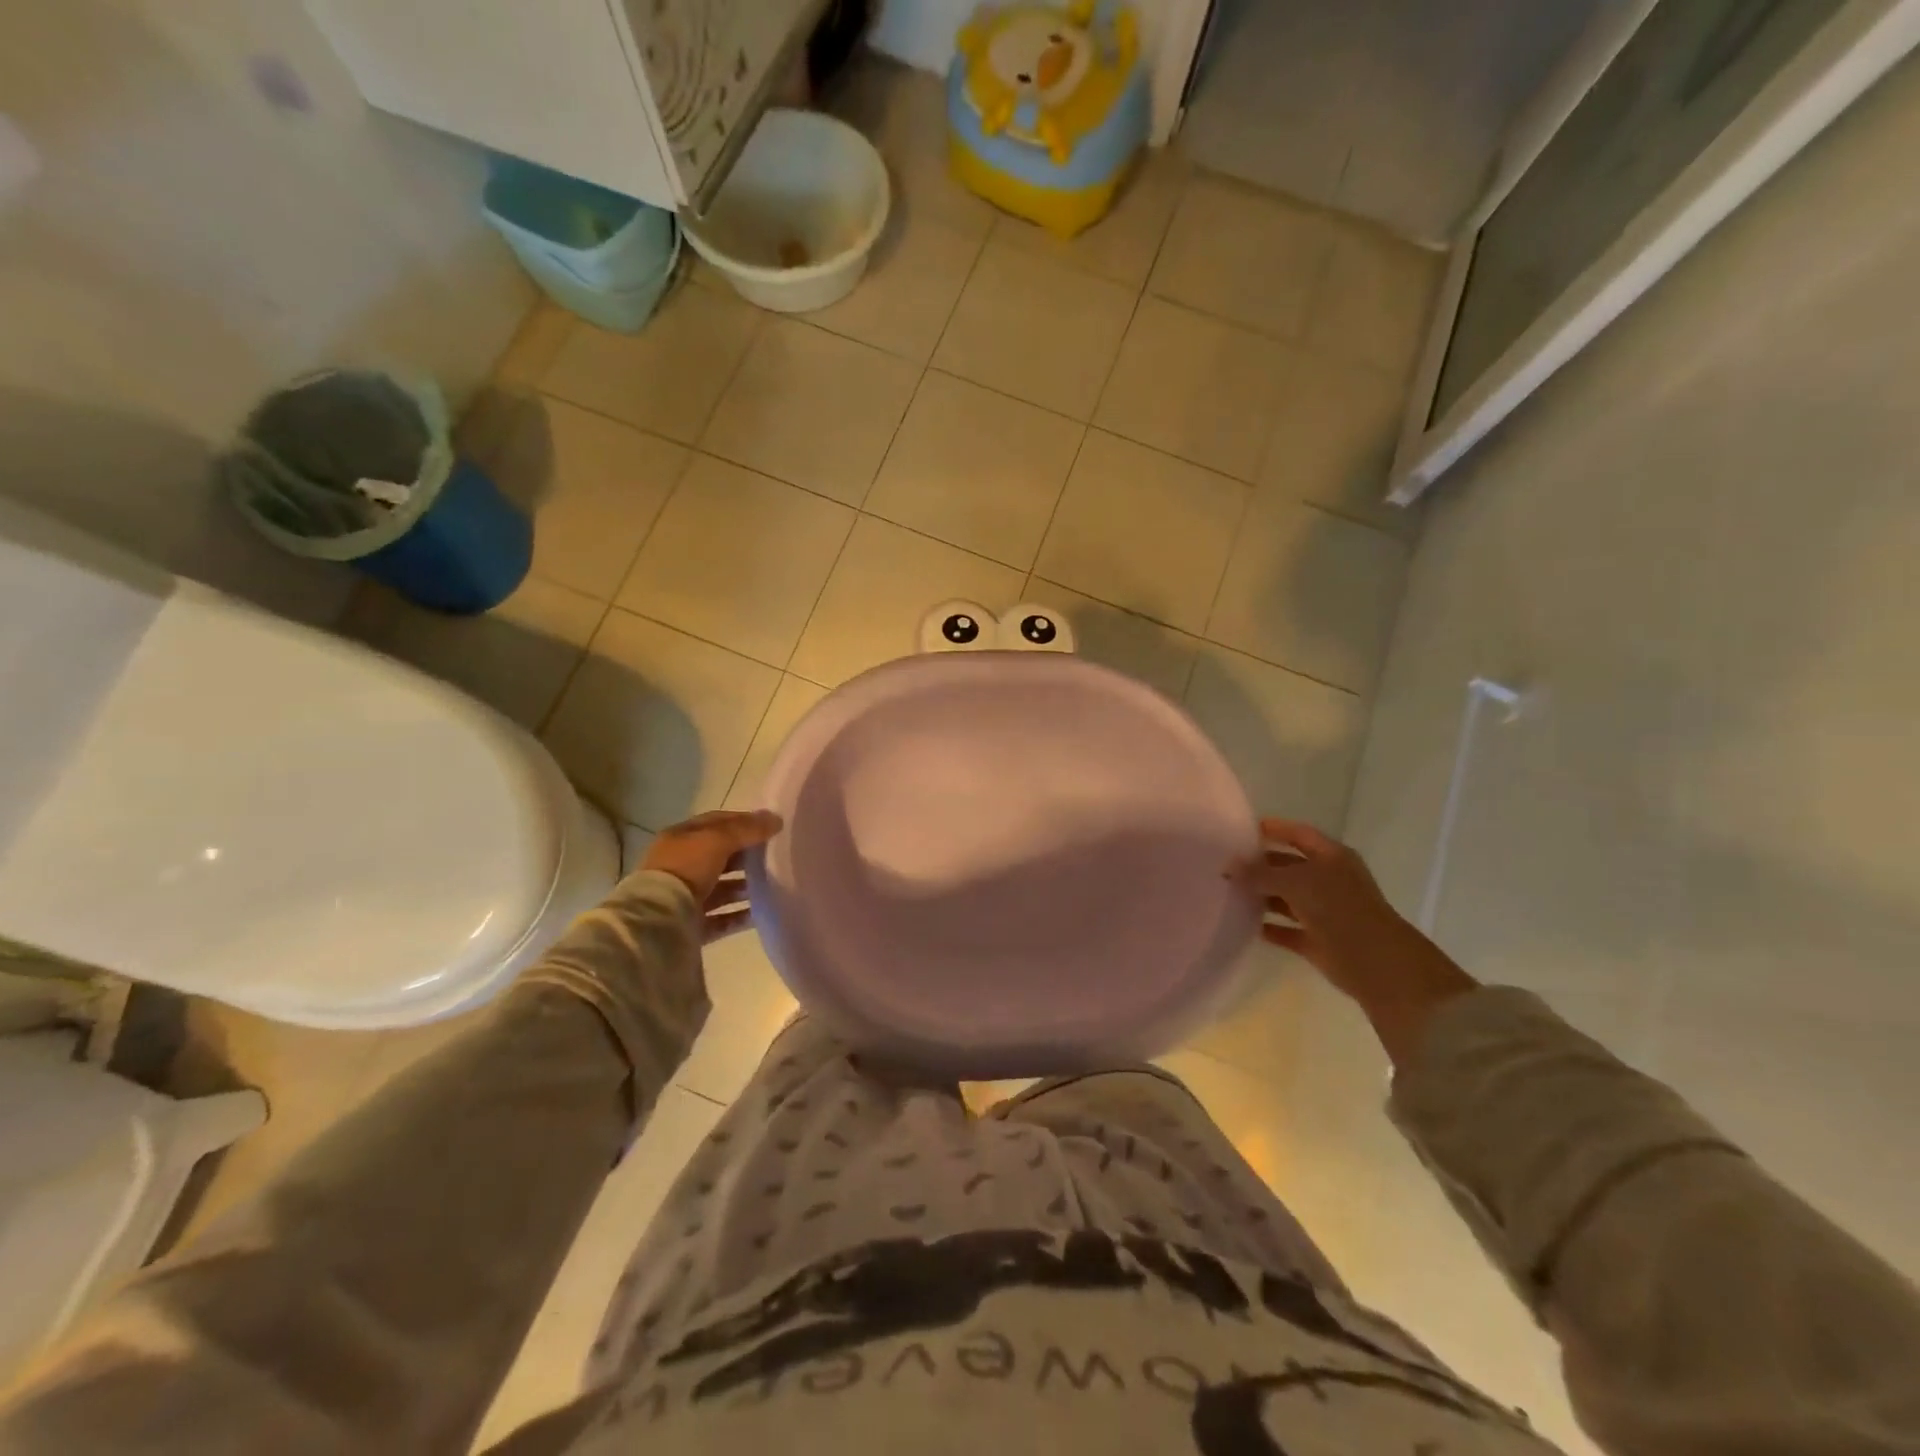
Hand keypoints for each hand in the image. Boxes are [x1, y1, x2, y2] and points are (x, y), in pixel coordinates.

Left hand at [640, 810, 783, 944]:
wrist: (658, 921)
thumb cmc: (686, 869)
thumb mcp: (718, 840)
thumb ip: (747, 829)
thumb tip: (776, 819)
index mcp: (680, 839)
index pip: (716, 823)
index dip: (743, 821)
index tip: (770, 826)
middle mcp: (680, 866)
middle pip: (720, 857)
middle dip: (746, 856)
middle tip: (775, 856)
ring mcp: (685, 897)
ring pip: (722, 889)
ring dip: (745, 887)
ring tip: (772, 885)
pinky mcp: (692, 925)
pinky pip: (722, 918)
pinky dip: (740, 915)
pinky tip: (760, 913)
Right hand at [1245, 819, 1476, 1066]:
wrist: (1378, 965)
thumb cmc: (1340, 910)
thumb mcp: (1297, 883)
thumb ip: (1261, 873)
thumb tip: (1230, 865)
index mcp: (1332, 858)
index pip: (1299, 834)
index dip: (1274, 829)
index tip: (1241, 830)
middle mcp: (1329, 880)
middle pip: (1290, 866)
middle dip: (1261, 865)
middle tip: (1226, 864)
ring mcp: (1325, 912)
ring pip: (1287, 899)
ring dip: (1262, 897)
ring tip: (1228, 893)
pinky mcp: (1319, 941)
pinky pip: (1288, 930)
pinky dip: (1269, 928)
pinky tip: (1244, 925)